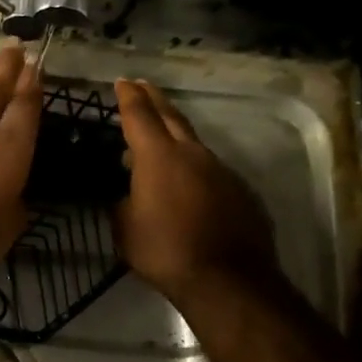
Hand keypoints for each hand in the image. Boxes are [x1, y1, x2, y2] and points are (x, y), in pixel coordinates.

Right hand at [114, 79, 276, 300]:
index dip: (128, 98)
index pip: (139, 116)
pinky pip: (211, 169)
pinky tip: (188, 182)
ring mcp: (221, 170)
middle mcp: (192, 154)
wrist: (225, 278)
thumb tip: (124, 194)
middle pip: (171, 117)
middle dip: (154, 99)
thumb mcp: (125, 228)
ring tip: (160, 139)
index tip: (122, 82)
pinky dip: (194, 166)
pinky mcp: (239, 190)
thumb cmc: (164, 251)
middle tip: (142, 86)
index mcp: (157, 158)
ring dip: (175, 135)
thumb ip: (121, 203)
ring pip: (193, 143)